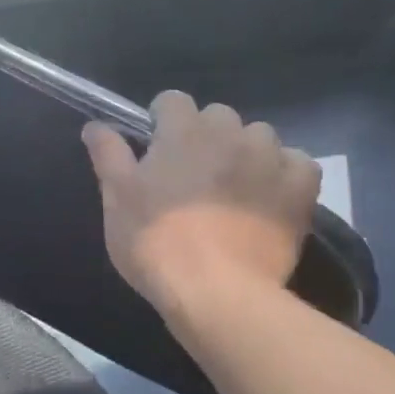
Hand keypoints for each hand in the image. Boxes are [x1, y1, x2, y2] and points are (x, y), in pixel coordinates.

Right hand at [83, 91, 320, 318]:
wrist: (217, 293)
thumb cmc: (156, 242)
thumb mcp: (117, 199)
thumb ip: (108, 154)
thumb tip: (95, 125)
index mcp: (182, 130)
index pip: (172, 100)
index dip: (162, 120)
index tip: (157, 147)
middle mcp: (228, 132)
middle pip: (217, 115)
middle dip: (206, 135)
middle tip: (194, 174)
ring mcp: (268, 158)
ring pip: (259, 136)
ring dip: (246, 151)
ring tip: (236, 186)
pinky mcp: (299, 189)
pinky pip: (298, 164)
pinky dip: (286, 173)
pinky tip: (272, 195)